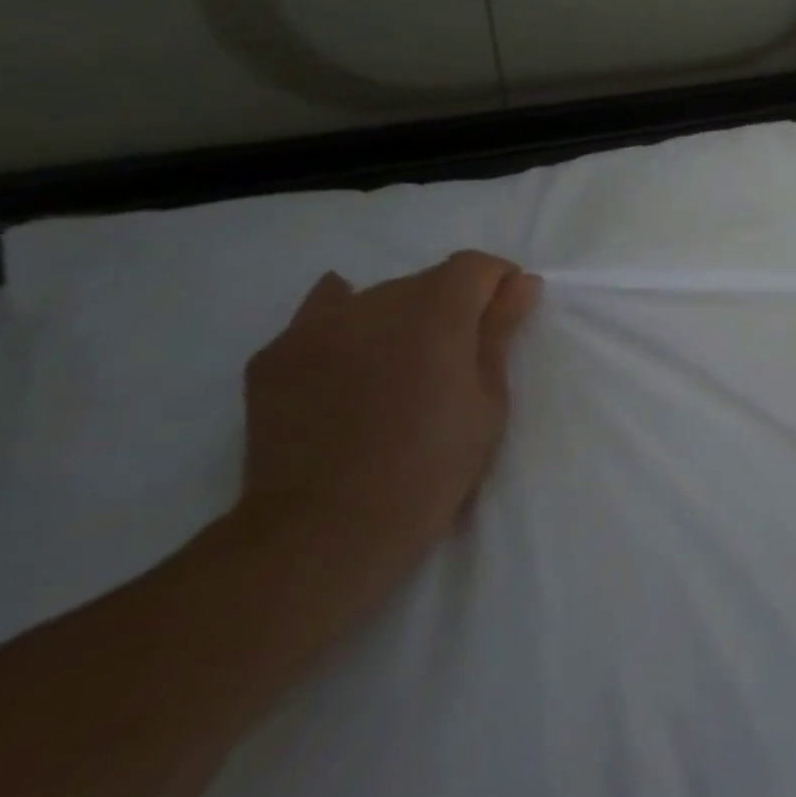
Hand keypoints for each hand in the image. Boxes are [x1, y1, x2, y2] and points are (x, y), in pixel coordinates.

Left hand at [239, 250, 542, 593]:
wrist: (327, 530)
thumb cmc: (432, 466)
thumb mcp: (488, 401)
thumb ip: (500, 332)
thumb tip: (521, 283)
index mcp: (435, 312)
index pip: (474, 266)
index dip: (497, 282)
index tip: (505, 315)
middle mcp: (374, 303)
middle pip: (424, 281)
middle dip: (449, 305)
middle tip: (455, 357)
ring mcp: (316, 327)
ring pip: (373, 298)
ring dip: (398, 318)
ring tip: (400, 366)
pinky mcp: (274, 355)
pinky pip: (320, 318)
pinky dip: (344, 326)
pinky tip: (350, 354)